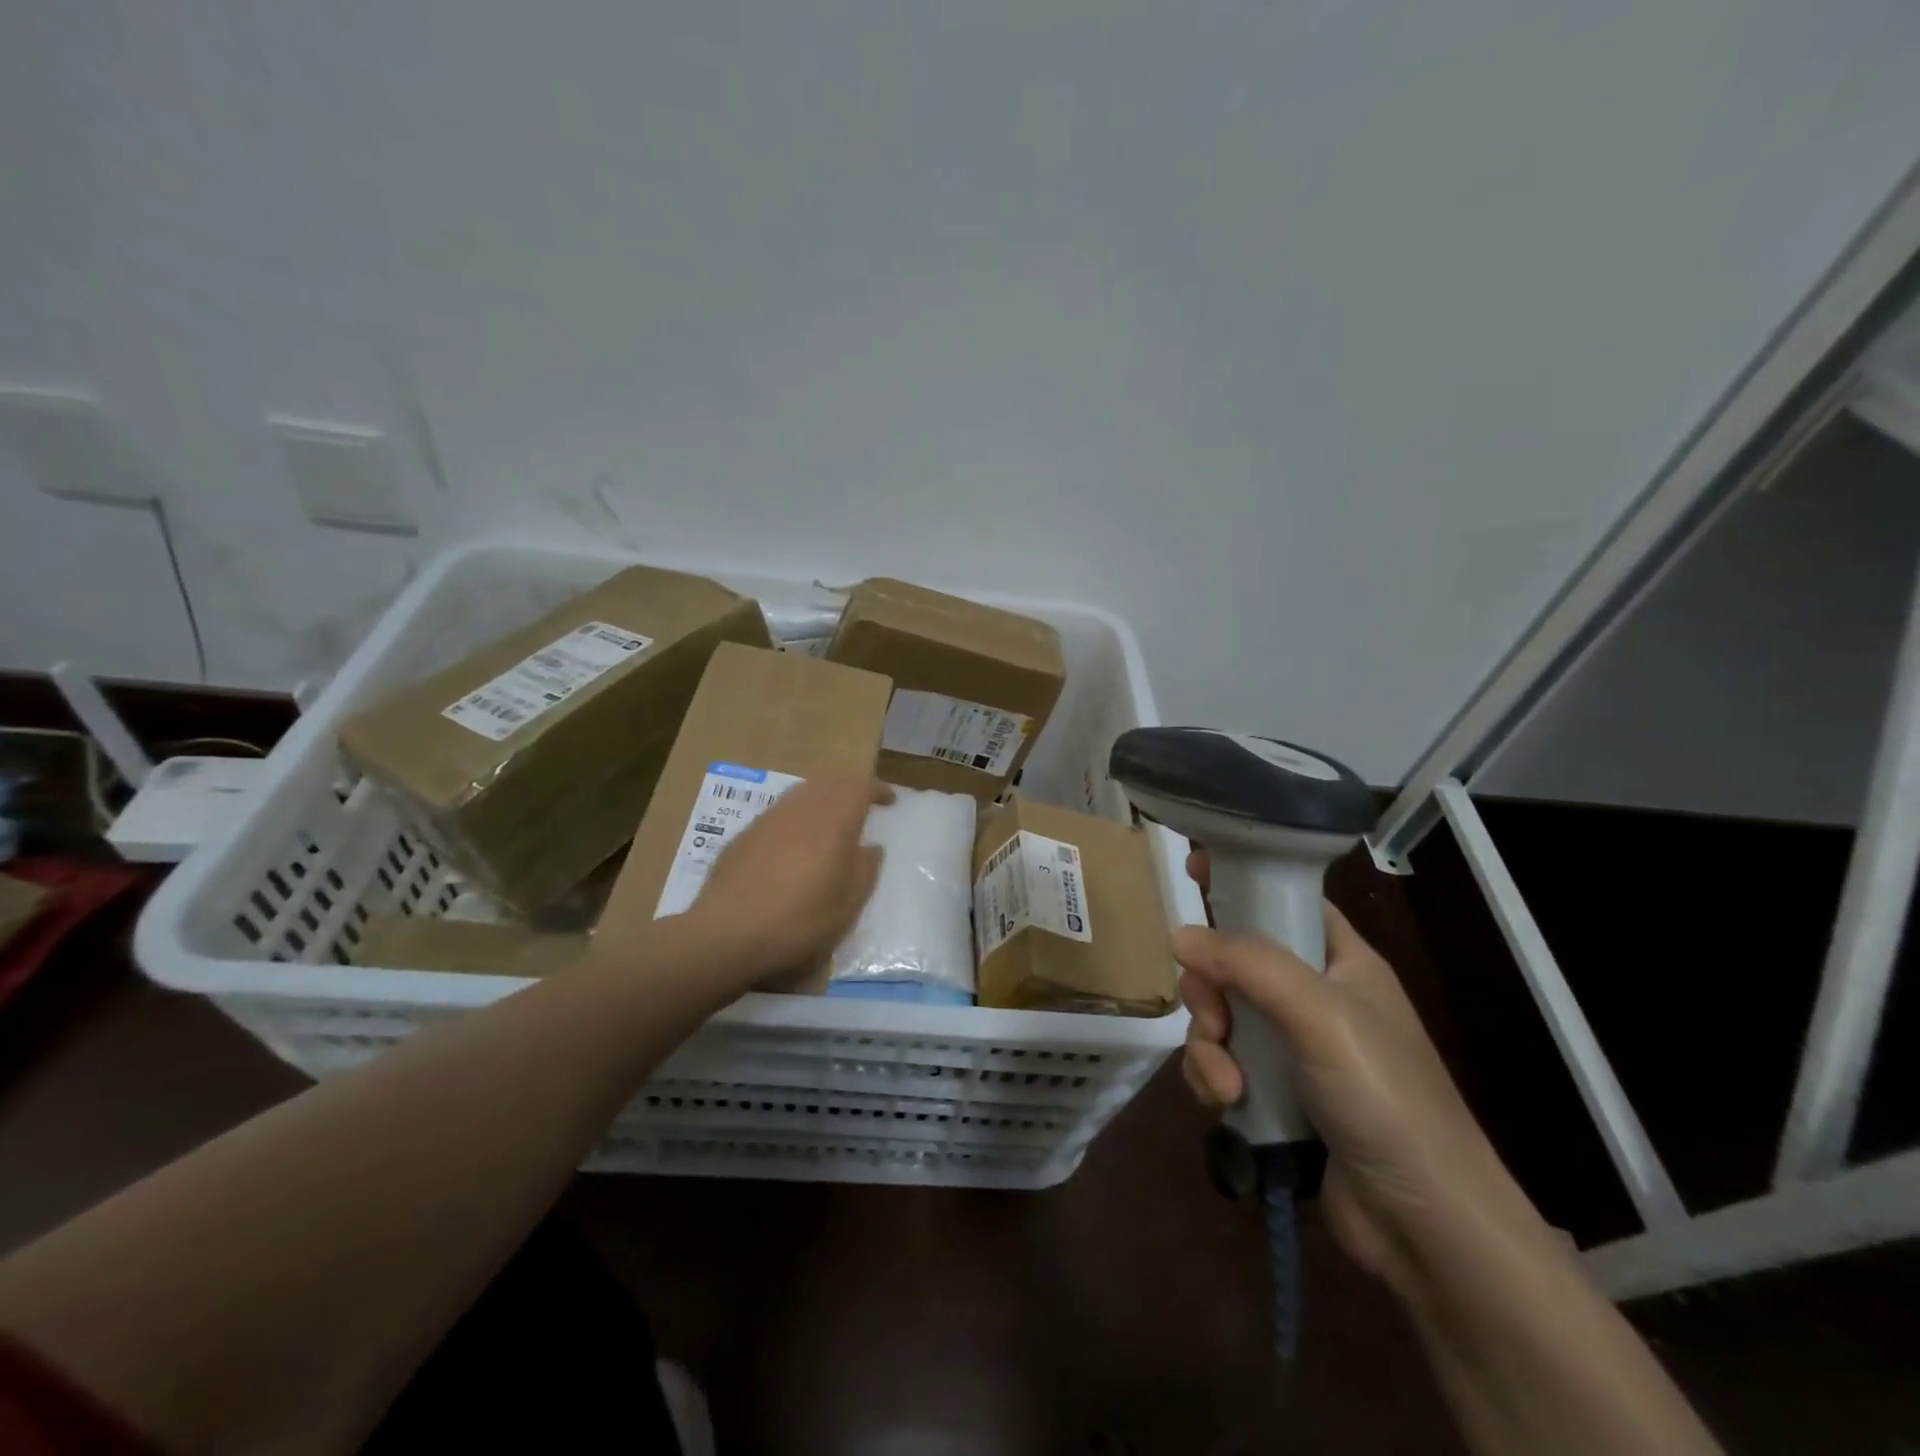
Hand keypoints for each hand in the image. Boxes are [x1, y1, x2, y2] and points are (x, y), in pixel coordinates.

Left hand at [688, 778, 893, 982]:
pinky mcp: (744, 836)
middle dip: (848, 789)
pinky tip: (793, 846)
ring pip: (801, 795)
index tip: (890, 799)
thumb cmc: (801, 919)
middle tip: (862, 806)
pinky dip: (795, 819)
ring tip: (830, 823)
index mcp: (834, 819)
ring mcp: (768, 819)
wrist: (728, 933)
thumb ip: (866, 869)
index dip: (877, 790)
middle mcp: (801, 808)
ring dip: (820, 801)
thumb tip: (871, 848)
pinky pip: (779, 815)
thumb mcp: (850, 903)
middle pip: (829, 783)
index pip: (860, 788)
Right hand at [1177, 849, 1552, 1296]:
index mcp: (1340, 960)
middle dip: (1209, 988)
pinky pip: (1218, 1062)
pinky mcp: (1271, 1092)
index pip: (1285, 897)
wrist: (1424, 1224)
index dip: (1242, 879)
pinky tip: (1227, 1105)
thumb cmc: (1386, 1098)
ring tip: (1227, 1083)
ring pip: (1218, 1015)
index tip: (1193, 868)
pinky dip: (1212, 1079)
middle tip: (1214, 1018)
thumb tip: (1179, 934)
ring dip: (1207, 1045)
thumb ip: (1250, 965)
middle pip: (1232, 959)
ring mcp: (1289, 1046)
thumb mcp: (1321, 1015)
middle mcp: (1311, 995)